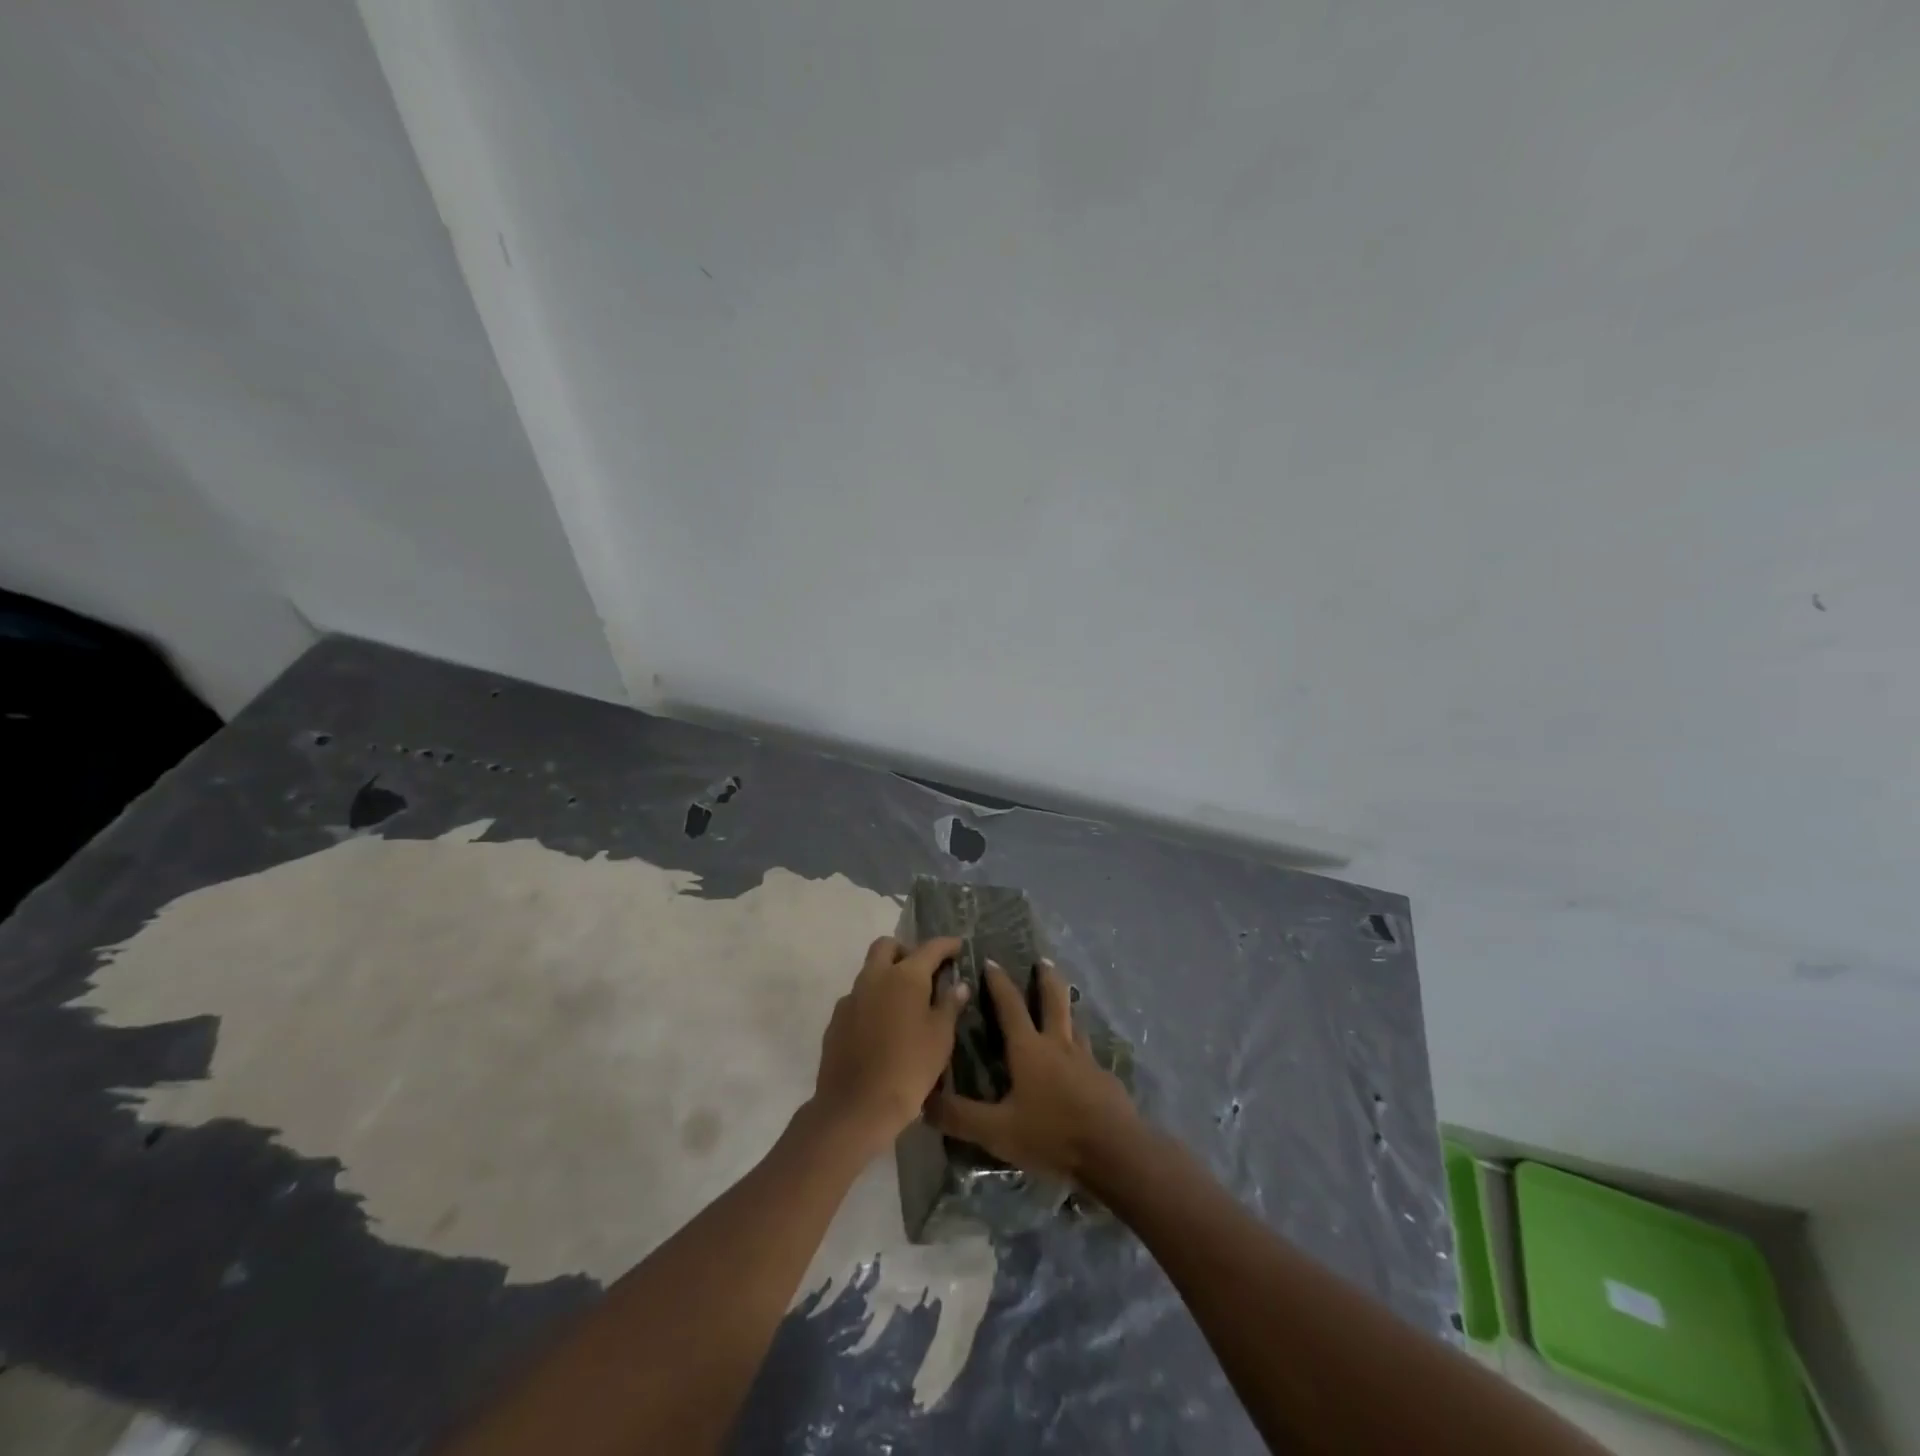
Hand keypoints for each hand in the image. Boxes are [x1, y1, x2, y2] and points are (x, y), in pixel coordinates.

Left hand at [812, 935, 968, 1153]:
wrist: (856, 1108)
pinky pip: (857, 998)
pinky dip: (872, 1001)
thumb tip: (958, 984)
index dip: (946, 945)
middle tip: (923, 972)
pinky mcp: (836, 1020)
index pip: (929, 948)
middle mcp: (874, 977)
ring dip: (887, 976)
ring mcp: (851, 998)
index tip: (958, 947)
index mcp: (905, 976)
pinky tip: (883, 1027)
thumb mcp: (941, 1038)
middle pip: (887, 946)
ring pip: (870, 972)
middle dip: (906, 950)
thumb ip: (950, 1005)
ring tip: (905, 1004)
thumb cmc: (909, 1069)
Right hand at [929, 959, 1136, 1182]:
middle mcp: (1059, 1046)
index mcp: (1029, 1050)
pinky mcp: (1105, 1080)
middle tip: (1043, 960)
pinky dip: (1082, 1048)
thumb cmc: (1052, 1135)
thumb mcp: (998, 1131)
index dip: (999, 984)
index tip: (991, 961)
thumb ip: (960, 1117)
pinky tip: (1083, 1061)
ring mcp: (1086, 1061)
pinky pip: (1090, 1055)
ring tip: (1064, 1003)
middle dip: (1045, 979)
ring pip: (1075, 1024)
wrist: (1114, 1152)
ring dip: (1068, 1009)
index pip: (1010, 1007)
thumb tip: (923, 1101)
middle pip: (1053, 1001)